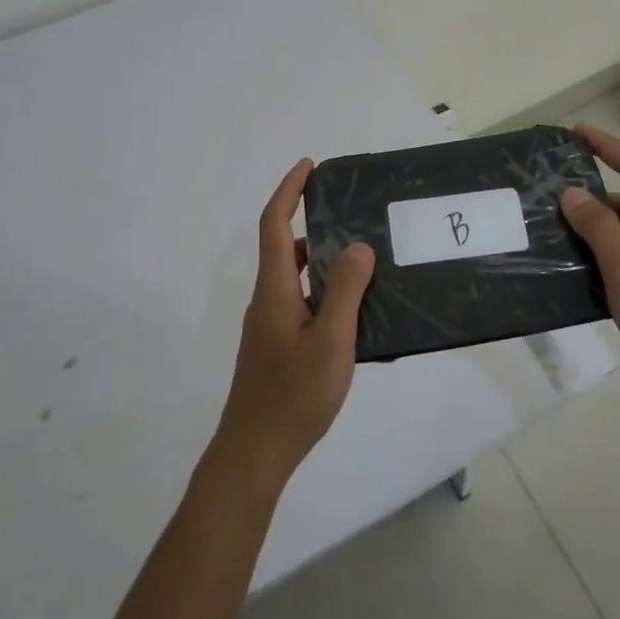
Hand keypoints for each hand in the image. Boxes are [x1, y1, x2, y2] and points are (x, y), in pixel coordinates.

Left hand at [214, 159, 375, 484]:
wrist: (255, 452)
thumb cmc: (294, 395)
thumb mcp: (330, 340)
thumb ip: (345, 290)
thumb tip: (357, 245)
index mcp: (275, 289)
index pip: (273, 223)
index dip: (289, 190)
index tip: (310, 166)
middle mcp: (267, 300)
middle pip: (283, 247)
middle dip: (312, 222)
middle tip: (353, 215)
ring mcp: (270, 325)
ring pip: (295, 277)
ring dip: (322, 260)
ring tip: (364, 258)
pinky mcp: (277, 346)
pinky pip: (302, 302)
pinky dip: (324, 291)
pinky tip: (356, 309)